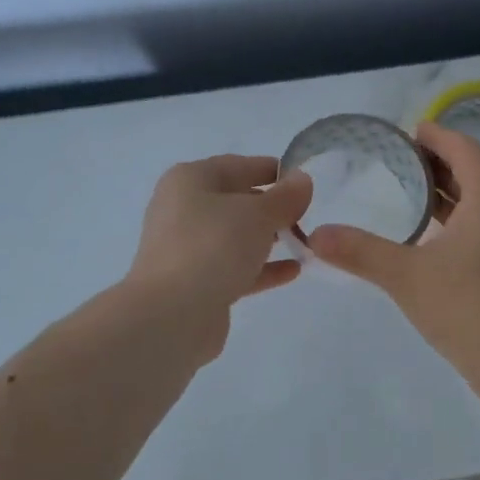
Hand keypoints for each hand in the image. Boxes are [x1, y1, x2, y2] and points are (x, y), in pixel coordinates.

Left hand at [125, 155, 313, 363]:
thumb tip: (302, 180)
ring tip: (304, 243)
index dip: (272, 170)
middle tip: (307, 216)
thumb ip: (286, 196)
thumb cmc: (214, 246)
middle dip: (272, 207)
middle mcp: (183, 209)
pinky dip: (262, 267)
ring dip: (268, 238)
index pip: (238, 165)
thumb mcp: (258, 214)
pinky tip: (293, 271)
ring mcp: (187, 248)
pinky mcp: (194, 282)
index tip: (304, 181)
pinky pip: (234, 266)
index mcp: (190, 180)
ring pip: (235, 236)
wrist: (172, 314)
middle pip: (235, 201)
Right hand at [307, 122, 479, 389]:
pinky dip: (468, 210)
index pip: (467, 151)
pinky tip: (440, 232)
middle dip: (450, 156)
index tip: (414, 130)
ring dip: (460, 184)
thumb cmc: (465, 309)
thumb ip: (360, 252)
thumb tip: (316, 235)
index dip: (441, 136)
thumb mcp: (405, 277)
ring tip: (421, 188)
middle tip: (413, 156)